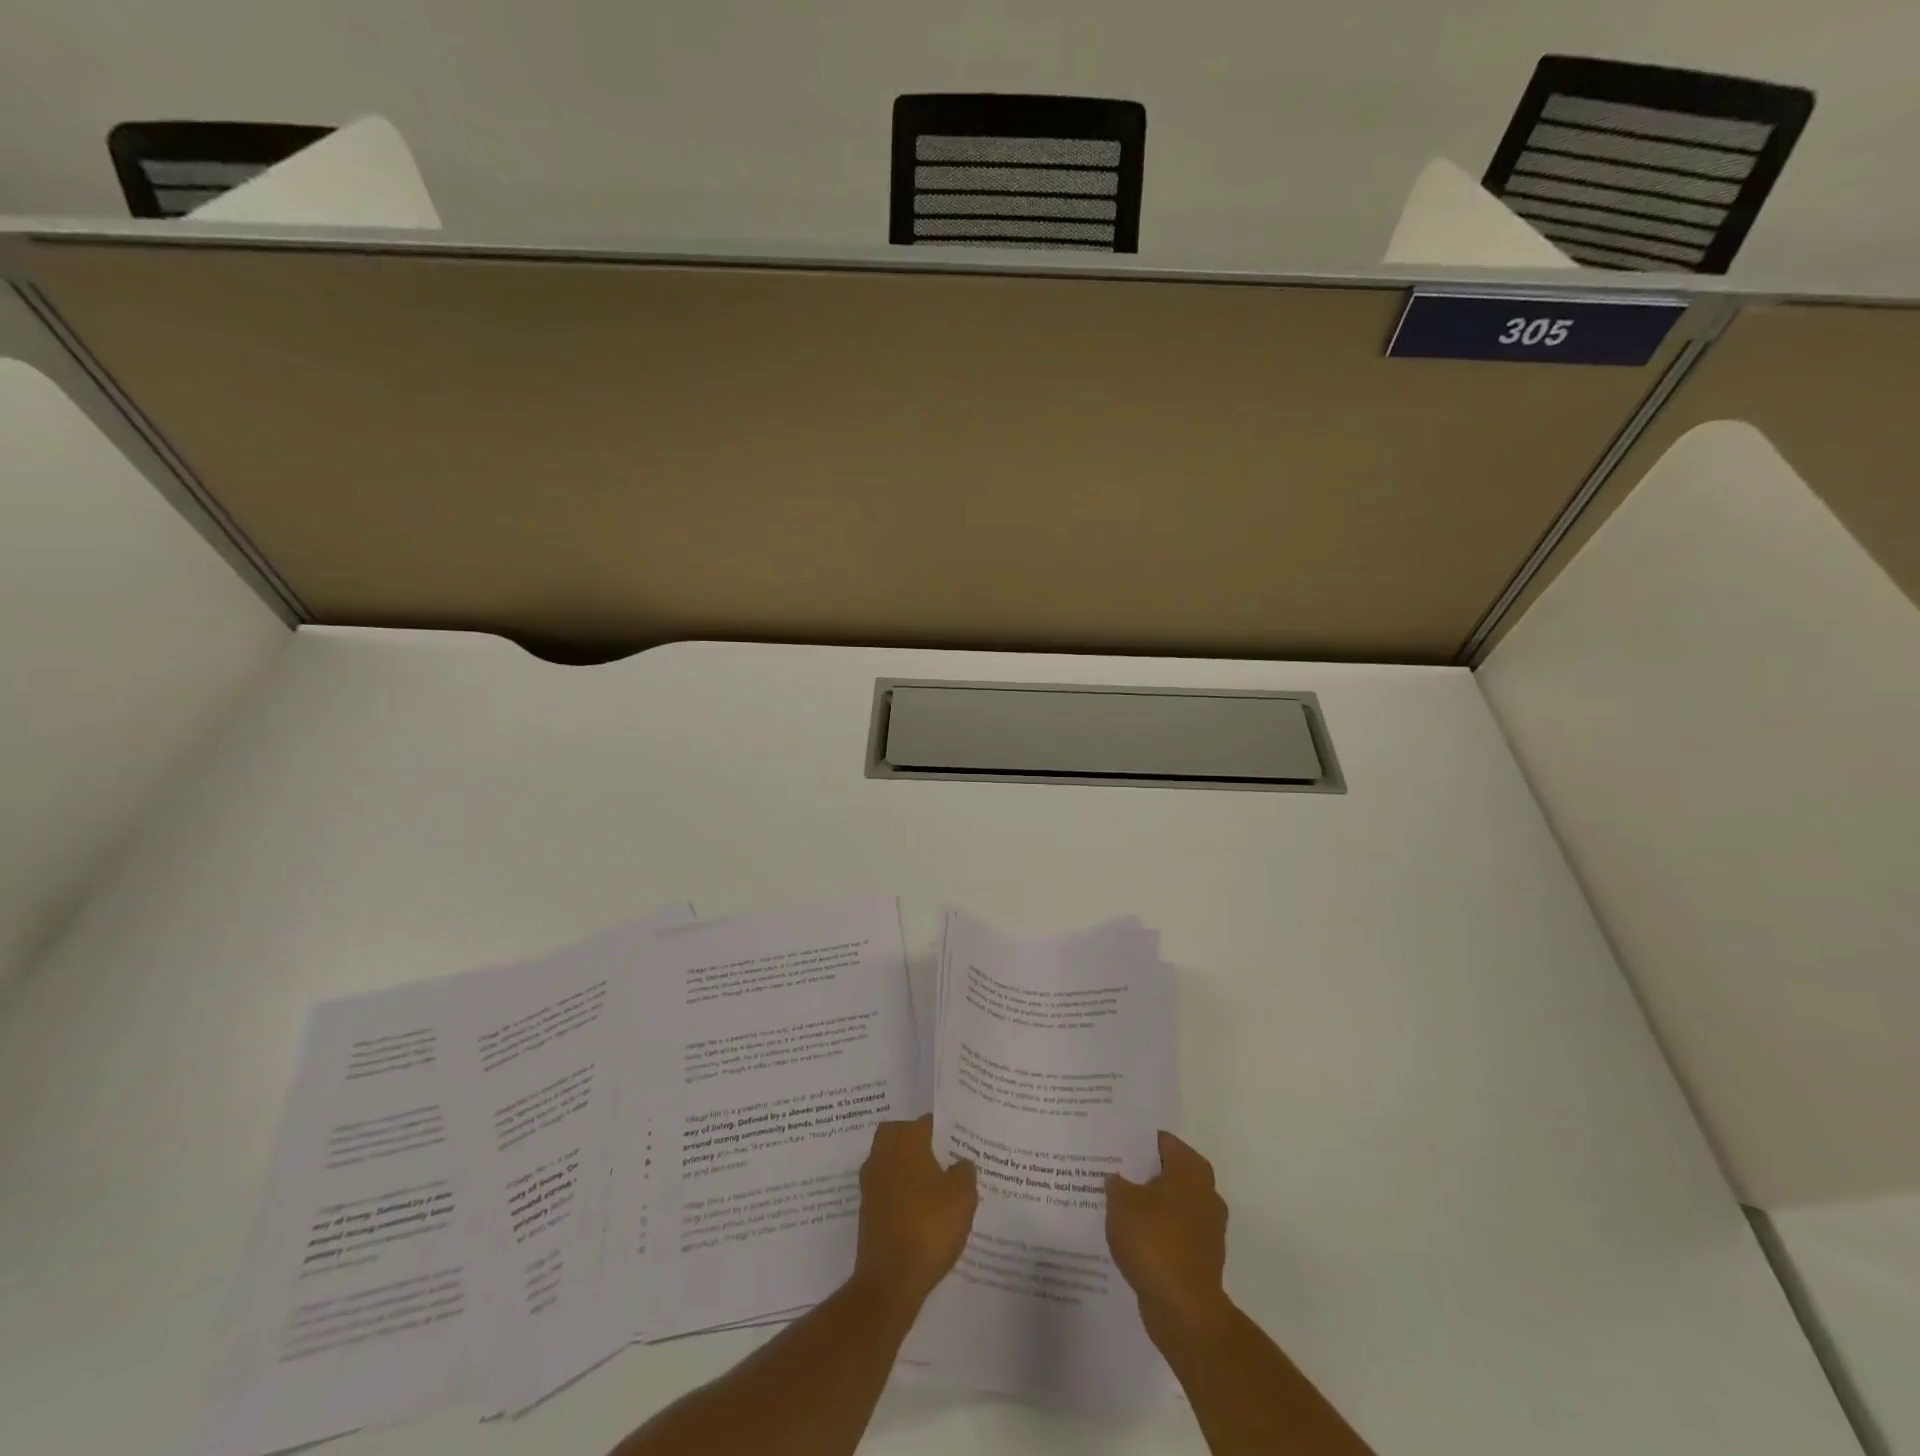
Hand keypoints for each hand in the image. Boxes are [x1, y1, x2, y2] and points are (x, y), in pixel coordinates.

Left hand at [852, 1115, 977, 1308]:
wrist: (890, 1280)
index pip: (928, 1123)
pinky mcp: (867, 1211)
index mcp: (905, 1140)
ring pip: (894, 1164)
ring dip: (910, 1171)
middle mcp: (883, 1154)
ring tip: (938, 1191)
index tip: (962, 1145)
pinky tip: (923, 1214)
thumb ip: (964, 1171)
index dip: (946, 1132)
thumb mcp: (963, 1196)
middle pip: (903, 1137)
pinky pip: (889, 1191)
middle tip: (946, 1162)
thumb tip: (960, 1164)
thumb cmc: (929, 1226)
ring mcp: (871, 1183)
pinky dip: (903, 1196)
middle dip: (921, 1145)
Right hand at [1106, 1131, 1231, 1342]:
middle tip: (1109, 1172)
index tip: (1111, 1144)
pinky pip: (1172, 1234)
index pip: (1161, 1141)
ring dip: (1147, 1206)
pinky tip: (1129, 1238)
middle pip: (1166, 1172)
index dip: (1135, 1141)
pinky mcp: (1201, 1258)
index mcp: (1191, 1169)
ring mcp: (1207, 1228)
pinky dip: (1155, 1234)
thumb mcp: (1121, 1203)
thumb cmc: (1155, 1242)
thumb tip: (1117, 1181)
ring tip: (1113, 1206)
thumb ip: (1116, 1184)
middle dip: (1140, 1174)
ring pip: (1169, 1205)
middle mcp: (1205, 1192)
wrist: (1184, 1311)